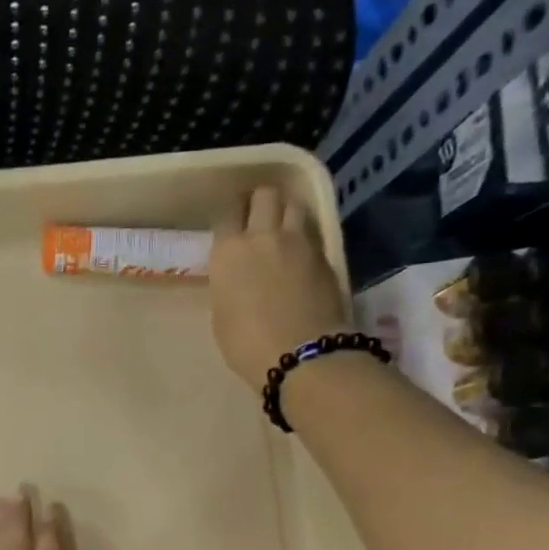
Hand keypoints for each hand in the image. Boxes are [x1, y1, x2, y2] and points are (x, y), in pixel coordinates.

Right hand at [209, 185, 348, 384]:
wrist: (301, 355)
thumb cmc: (247, 344)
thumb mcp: (222, 313)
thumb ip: (229, 284)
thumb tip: (238, 276)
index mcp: (229, 251)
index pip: (226, 212)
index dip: (230, 214)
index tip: (230, 224)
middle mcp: (263, 236)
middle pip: (265, 194)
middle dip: (261, 201)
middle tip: (258, 215)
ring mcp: (299, 242)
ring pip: (295, 205)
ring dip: (287, 212)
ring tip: (283, 229)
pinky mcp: (325, 255)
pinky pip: (313, 234)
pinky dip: (305, 238)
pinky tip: (301, 255)